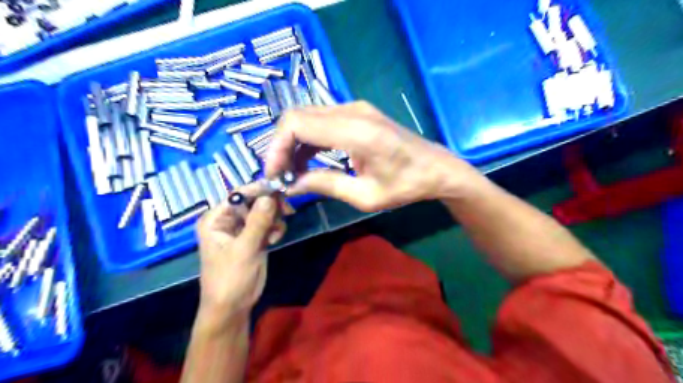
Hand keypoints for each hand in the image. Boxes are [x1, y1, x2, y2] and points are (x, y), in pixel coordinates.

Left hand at [195, 192, 286, 330]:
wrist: (233, 307)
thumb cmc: (231, 279)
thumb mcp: (244, 250)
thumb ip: (257, 222)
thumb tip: (269, 196)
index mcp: (216, 219)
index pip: (238, 195)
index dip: (259, 189)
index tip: (280, 188)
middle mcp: (227, 220)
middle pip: (253, 201)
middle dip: (270, 205)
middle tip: (288, 210)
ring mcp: (241, 228)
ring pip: (263, 211)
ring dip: (274, 218)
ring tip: (277, 233)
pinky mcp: (254, 237)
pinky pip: (268, 223)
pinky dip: (275, 228)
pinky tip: (275, 240)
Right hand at [263, 100, 481, 212]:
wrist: (435, 168)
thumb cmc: (406, 186)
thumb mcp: (365, 196)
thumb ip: (325, 185)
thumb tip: (290, 185)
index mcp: (357, 131)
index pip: (298, 124)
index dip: (277, 147)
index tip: (274, 174)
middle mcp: (352, 111)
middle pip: (297, 116)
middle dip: (281, 146)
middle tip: (280, 175)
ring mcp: (355, 108)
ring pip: (307, 117)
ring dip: (293, 143)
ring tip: (292, 172)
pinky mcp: (357, 113)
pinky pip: (321, 120)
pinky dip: (308, 140)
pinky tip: (308, 161)